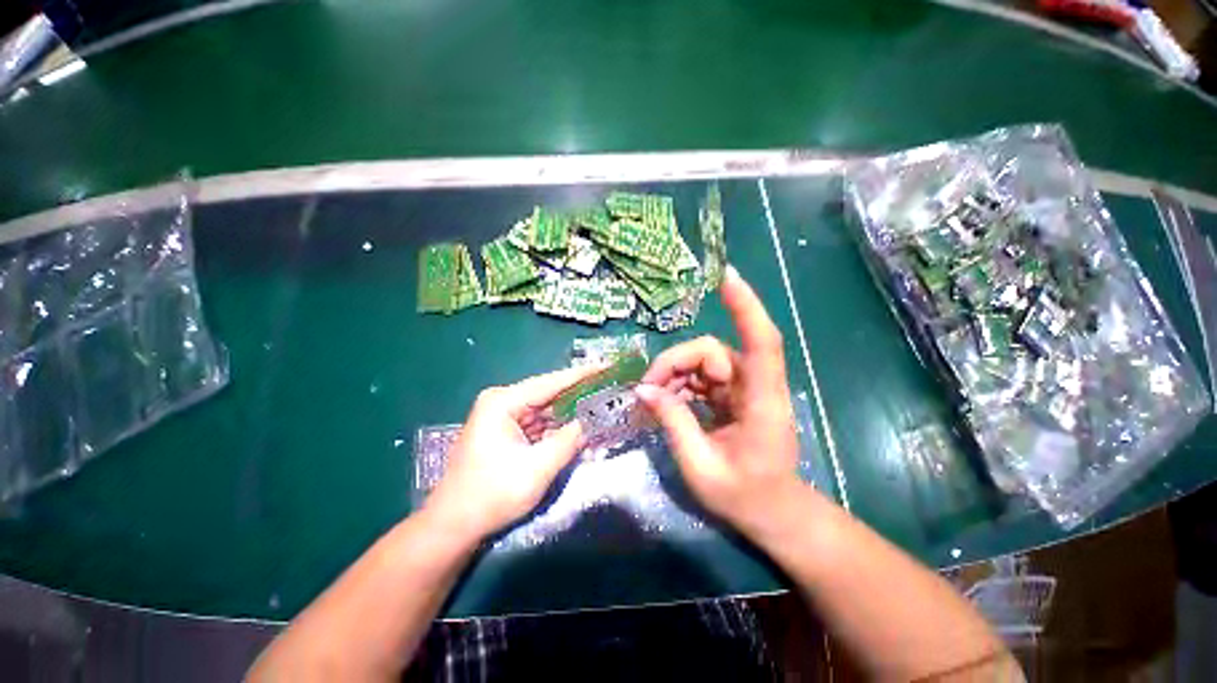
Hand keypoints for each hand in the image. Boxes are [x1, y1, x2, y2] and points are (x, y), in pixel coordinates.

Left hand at [424, 366, 597, 540]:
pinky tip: (577, 427)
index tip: (605, 366)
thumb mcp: (538, 469)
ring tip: (598, 405)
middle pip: (548, 393)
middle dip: (577, 394)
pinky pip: (537, 423)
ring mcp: (501, 416)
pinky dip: (556, 427)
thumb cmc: (492, 495)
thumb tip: (590, 422)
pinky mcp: (504, 430)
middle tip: (607, 388)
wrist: (453, 525)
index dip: (581, 375)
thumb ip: (568, 441)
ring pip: (544, 409)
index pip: (550, 382)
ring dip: (568, 412)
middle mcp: (501, 402)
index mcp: (503, 402)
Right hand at [635, 266, 803, 536]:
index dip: (745, 308)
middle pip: (711, 352)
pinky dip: (681, 385)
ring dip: (674, 375)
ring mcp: (745, 388)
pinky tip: (667, 402)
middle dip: (674, 364)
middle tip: (647, 390)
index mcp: (762, 402)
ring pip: (703, 362)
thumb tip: (643, 390)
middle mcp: (756, 386)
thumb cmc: (745, 497)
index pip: (762, 342)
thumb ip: (673, 423)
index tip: (727, 277)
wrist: (774, 513)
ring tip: (654, 401)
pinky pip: (702, 376)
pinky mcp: (733, 394)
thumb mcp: (701, 467)